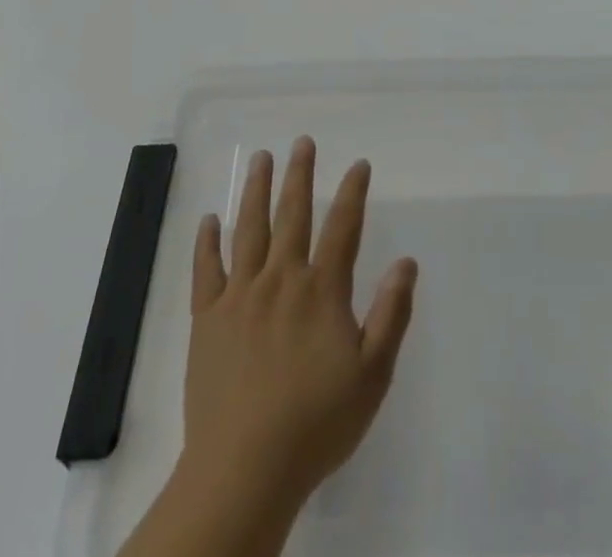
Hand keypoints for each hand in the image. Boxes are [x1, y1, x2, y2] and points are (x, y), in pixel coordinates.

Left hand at [180, 137, 417, 518]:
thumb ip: (390, 314)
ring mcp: (239, 295)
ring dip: (256, 190)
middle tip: (302, 142)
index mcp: (321, 290)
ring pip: (249, 229)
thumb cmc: (316, 424)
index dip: (352, 193)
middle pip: (292, 214)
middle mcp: (280, 279)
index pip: (342, 228)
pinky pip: (205, 269)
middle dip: (299, 175)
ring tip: (261, 158)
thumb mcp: (372, 376)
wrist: (244, 469)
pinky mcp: (206, 318)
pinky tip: (209, 219)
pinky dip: (206, 242)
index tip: (358, 164)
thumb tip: (406, 262)